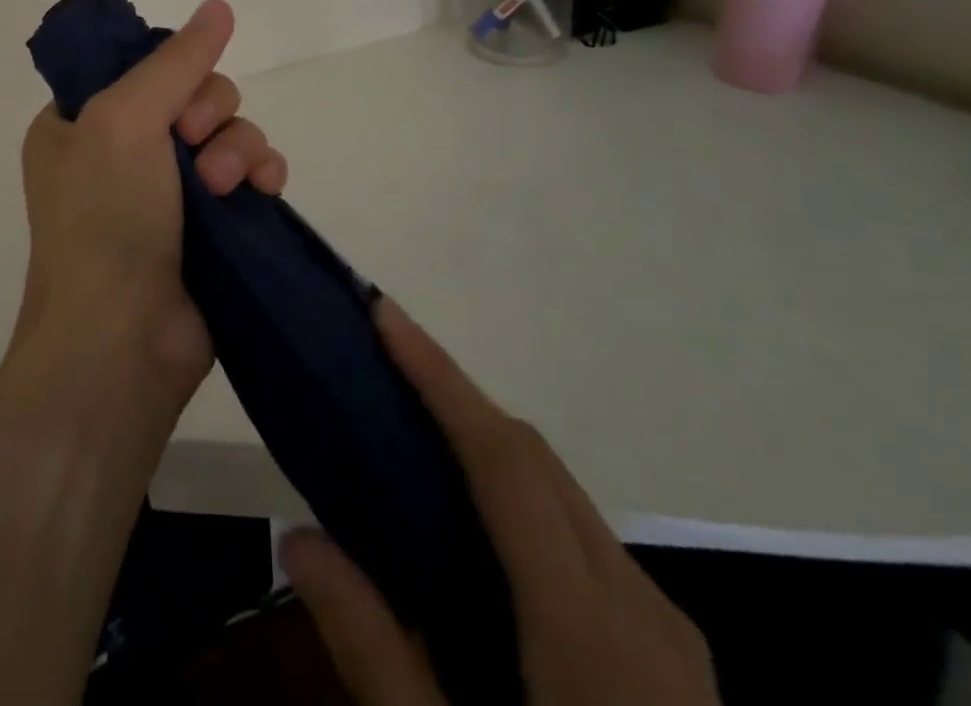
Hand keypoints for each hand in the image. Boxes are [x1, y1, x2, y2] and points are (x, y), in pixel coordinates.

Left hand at [18, 0, 286, 411]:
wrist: (122, 341)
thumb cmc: (104, 218)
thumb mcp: (124, 119)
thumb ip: (176, 60)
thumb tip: (220, 6)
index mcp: (81, 122)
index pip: (140, 65)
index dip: (170, 71)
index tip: (175, 97)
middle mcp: (123, 151)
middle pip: (193, 95)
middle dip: (208, 114)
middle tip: (195, 145)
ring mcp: (168, 191)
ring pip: (228, 131)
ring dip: (237, 148)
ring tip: (226, 187)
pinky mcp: (211, 225)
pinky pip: (249, 173)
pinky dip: (260, 174)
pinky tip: (263, 191)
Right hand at [281, 300, 718, 705]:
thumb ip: (375, 653)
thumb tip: (296, 538)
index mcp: (588, 628)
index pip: (503, 457)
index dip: (439, 374)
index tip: (384, 313)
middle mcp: (639, 605)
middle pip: (534, 460)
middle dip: (455, 396)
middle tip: (379, 365)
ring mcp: (668, 631)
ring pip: (562, 494)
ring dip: (486, 445)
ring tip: (412, 434)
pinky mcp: (674, 656)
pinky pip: (584, 539)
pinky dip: (521, 501)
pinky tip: (477, 535)